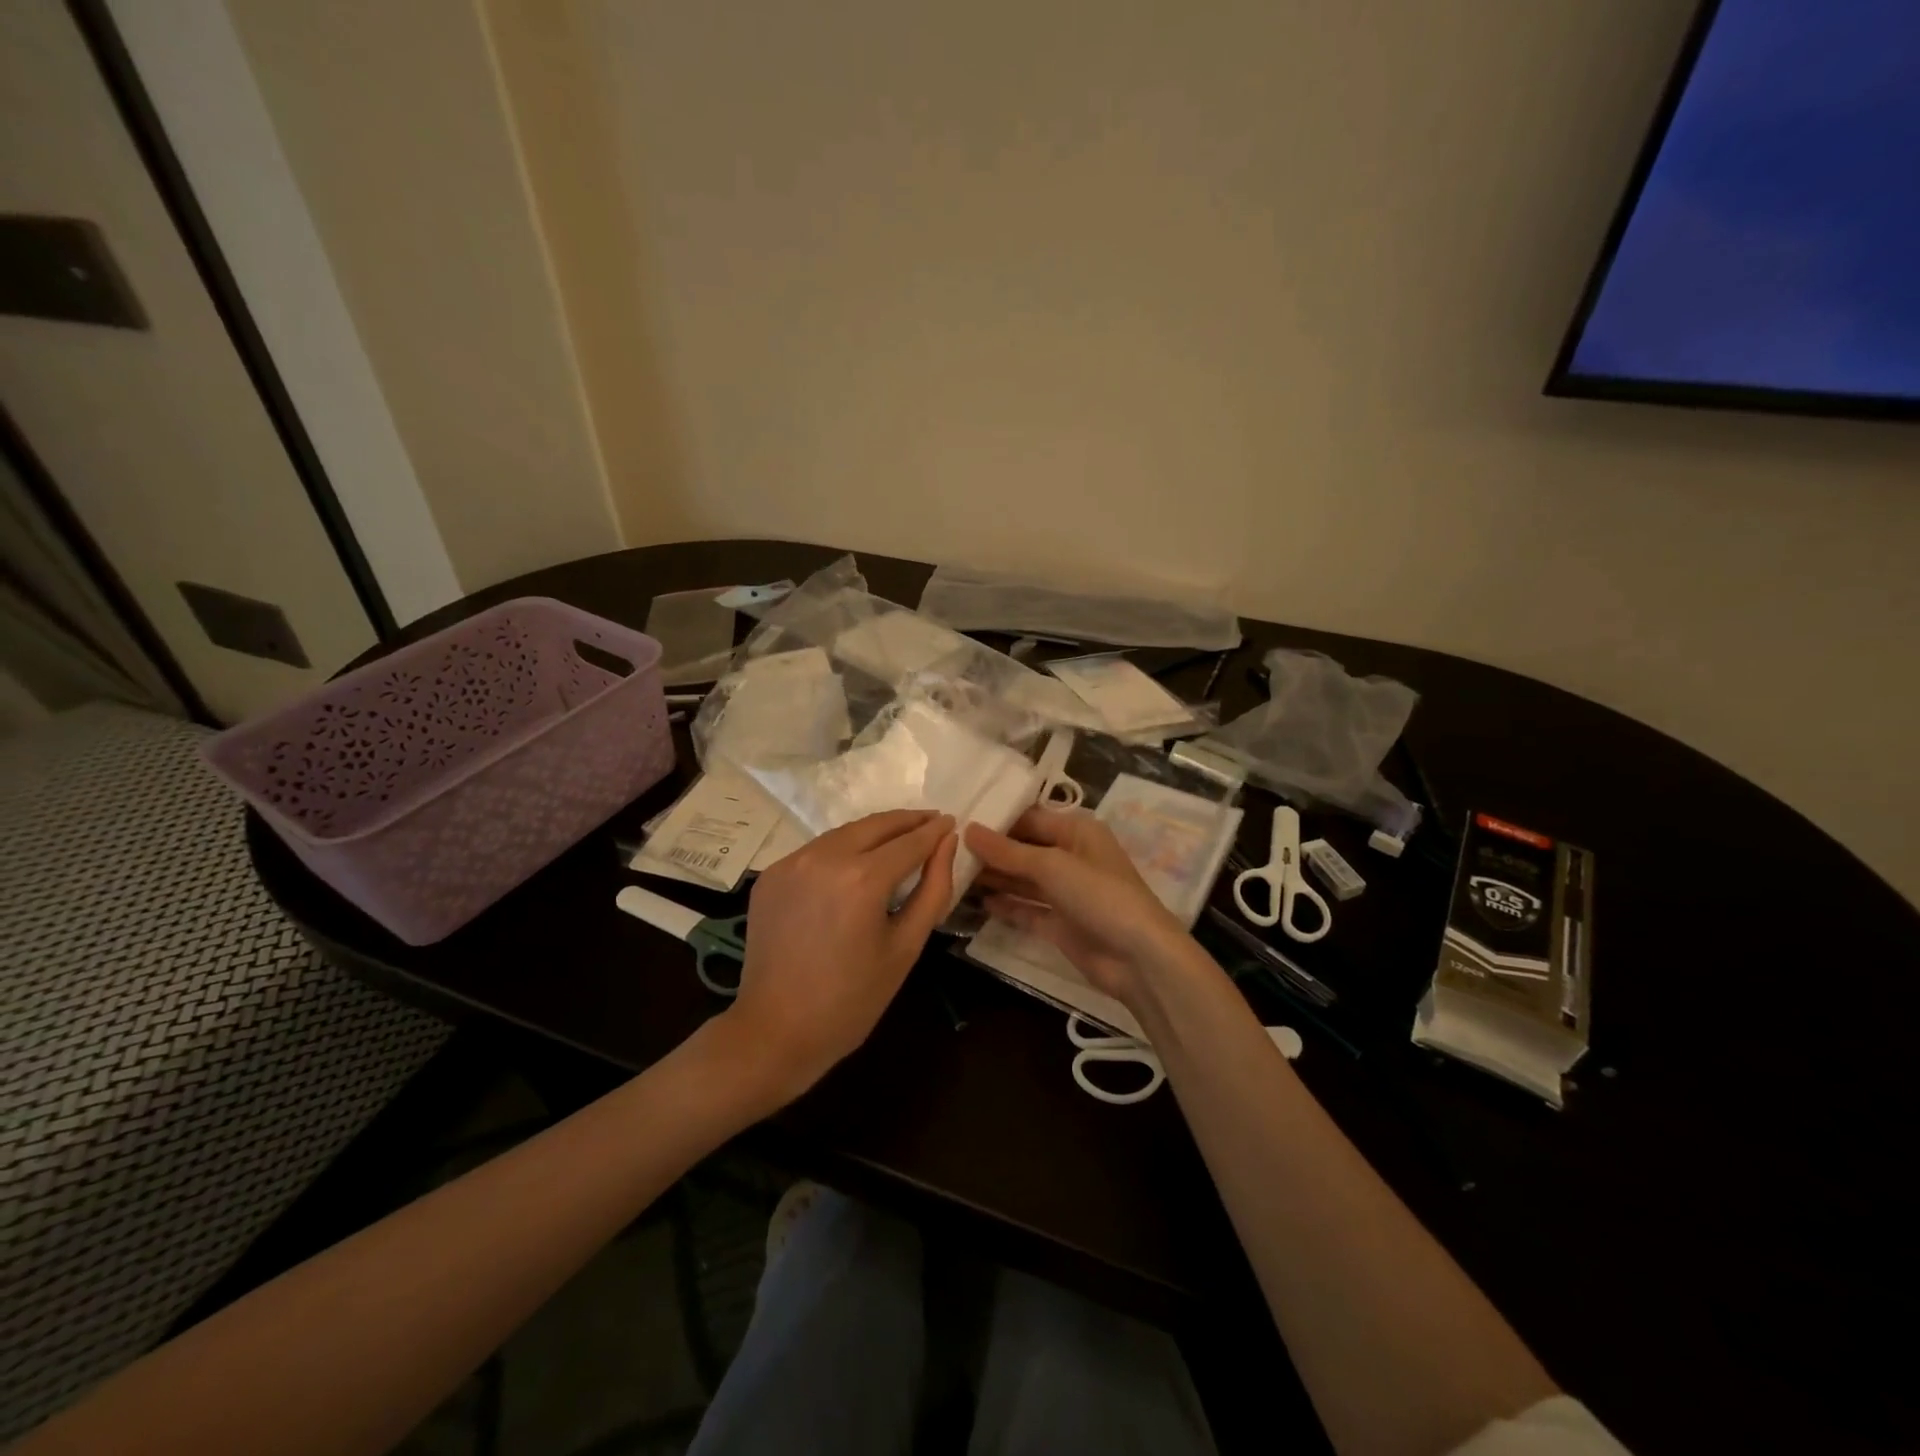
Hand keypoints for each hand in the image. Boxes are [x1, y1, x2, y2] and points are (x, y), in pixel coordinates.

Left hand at [721, 809, 956, 1103]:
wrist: (775, 1030)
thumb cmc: (852, 999)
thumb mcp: (906, 946)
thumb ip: (933, 889)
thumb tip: (947, 844)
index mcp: (862, 878)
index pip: (910, 841)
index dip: (935, 831)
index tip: (952, 821)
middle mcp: (824, 857)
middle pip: (876, 825)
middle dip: (908, 821)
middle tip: (932, 822)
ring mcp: (792, 862)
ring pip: (845, 833)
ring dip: (876, 832)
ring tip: (900, 839)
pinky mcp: (772, 874)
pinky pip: (817, 851)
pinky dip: (843, 849)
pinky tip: (856, 863)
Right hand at [965, 807, 1192, 1011]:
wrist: (1138, 958)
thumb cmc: (1099, 895)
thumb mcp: (1051, 865)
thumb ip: (1007, 851)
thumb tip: (968, 830)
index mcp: (1077, 832)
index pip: (1030, 818)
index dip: (997, 820)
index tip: (958, 820)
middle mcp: (1071, 857)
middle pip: (1024, 849)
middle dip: (991, 850)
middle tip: (947, 848)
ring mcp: (1066, 893)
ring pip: (1023, 879)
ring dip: (994, 877)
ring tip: (953, 872)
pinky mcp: (1060, 924)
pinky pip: (1027, 909)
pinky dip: (1006, 905)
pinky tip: (977, 901)